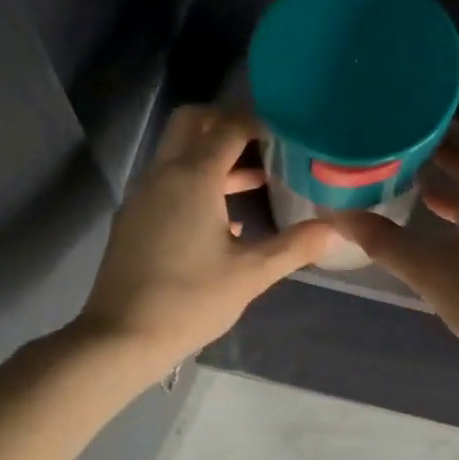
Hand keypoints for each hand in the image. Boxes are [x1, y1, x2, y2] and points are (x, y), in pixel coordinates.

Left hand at [78, 106, 332, 379]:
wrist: (121, 337)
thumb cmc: (190, 301)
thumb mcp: (250, 274)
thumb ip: (295, 246)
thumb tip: (337, 229)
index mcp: (193, 178)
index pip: (228, 127)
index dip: (259, 124)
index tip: (287, 136)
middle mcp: (163, 174)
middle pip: (192, 122)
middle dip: (227, 123)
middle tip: (263, 145)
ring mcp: (142, 195)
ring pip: (177, 153)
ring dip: (212, 156)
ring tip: (256, 180)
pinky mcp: (133, 219)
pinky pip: (167, 182)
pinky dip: (195, 181)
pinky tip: (224, 220)